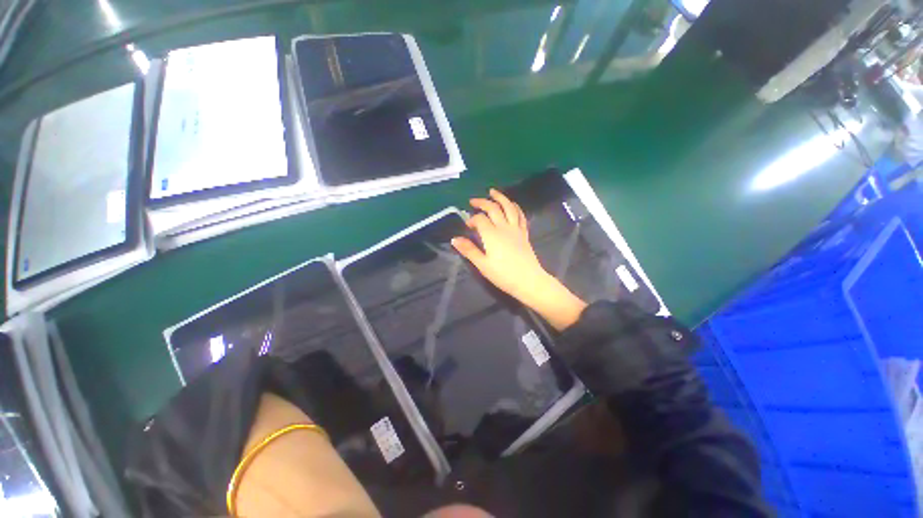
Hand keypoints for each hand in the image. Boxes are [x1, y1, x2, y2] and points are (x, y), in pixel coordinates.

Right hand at [452, 189, 586, 330]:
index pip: (480, 219)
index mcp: (492, 235)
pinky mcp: (524, 233)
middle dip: (482, 202)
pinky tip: (512, 205)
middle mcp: (504, 227)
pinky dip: (515, 207)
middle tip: (473, 201)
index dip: (472, 219)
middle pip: (493, 208)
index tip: (467, 226)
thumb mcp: (482, 265)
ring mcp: (516, 229)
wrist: (529, 281)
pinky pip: (520, 215)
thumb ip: (469, 250)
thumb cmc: (503, 275)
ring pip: (509, 207)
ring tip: (493, 192)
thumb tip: (454, 239)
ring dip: (500, 197)